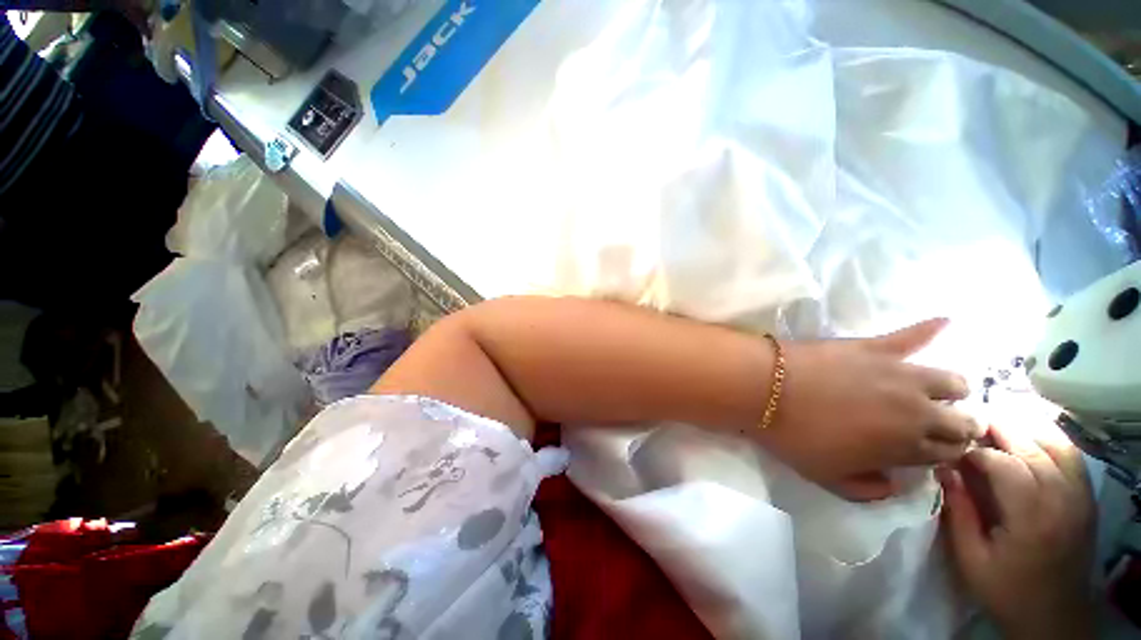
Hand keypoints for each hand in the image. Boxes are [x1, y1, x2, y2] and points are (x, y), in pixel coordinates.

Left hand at [759, 319, 981, 499]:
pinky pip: (912, 334)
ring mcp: (899, 374)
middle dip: (959, 425)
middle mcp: (916, 411)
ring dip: (950, 389)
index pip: (947, 453)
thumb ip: (866, 490)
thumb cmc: (794, 435)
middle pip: (959, 420)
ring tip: (938, 390)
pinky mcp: (875, 347)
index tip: (939, 449)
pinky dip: (930, 329)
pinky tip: (946, 321)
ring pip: (950, 381)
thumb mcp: (827, 478)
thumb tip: (894, 485)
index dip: (947, 453)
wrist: (765, 389)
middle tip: (946, 424)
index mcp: (905, 447)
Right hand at [938, 421, 1094, 639]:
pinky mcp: (1086, 497)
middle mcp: (1062, 499)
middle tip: (970, 421)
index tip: (953, 451)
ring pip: (1057, 444)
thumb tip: (944, 469)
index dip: (976, 451)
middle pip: (1033, 448)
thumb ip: (958, 512)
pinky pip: (1071, 455)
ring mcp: (1080, 497)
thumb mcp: (971, 558)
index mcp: (1032, 517)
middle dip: (999, 430)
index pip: (1005, 464)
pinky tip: (1029, 436)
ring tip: (997, 422)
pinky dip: (1049, 438)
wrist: (1053, 616)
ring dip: (1026, 428)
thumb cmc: (1006, 590)